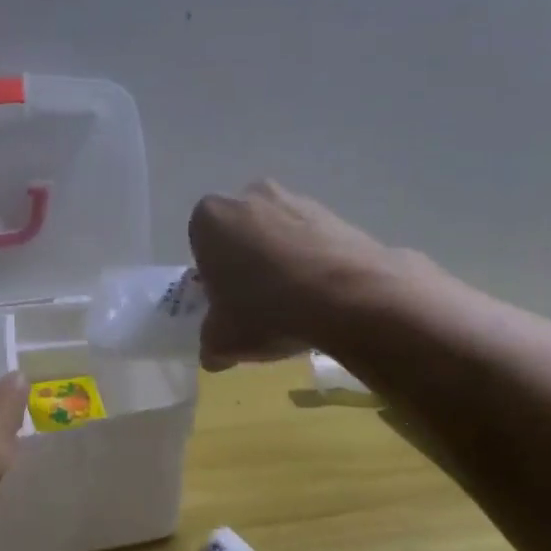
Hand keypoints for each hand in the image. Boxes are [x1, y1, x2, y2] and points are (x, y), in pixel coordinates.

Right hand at [188, 180, 397, 370]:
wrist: (349, 298)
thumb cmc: (267, 311)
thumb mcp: (222, 341)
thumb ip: (210, 343)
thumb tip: (213, 354)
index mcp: (211, 217)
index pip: (201, 245)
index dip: (213, 277)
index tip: (227, 303)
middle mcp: (251, 196)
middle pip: (241, 234)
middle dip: (247, 262)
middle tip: (259, 303)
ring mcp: (297, 200)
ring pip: (279, 234)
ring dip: (282, 260)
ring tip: (296, 304)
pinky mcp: (336, 214)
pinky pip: (314, 241)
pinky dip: (314, 262)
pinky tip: (324, 296)